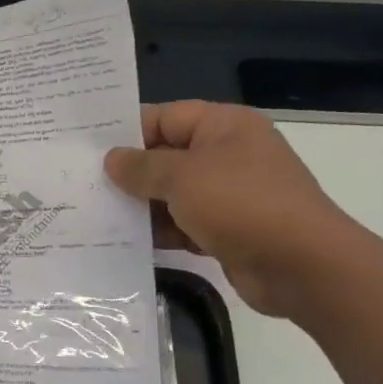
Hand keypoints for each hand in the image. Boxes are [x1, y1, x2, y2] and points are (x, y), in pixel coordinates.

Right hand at [103, 101, 363, 316]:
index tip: (85, 148)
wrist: (301, 266)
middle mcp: (227, 154)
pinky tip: (122, 240)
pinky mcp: (225, 229)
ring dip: (139, 205)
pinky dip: (157, 231)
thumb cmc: (241, 204)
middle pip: (165, 156)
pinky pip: (181, 224)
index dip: (126, 131)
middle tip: (80, 182)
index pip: (164, 117)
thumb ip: (141, 166)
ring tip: (92, 213)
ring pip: (170, 193)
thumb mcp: (182, 177)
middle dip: (128, 172)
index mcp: (224, 126)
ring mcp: (228, 194)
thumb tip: (112, 159)